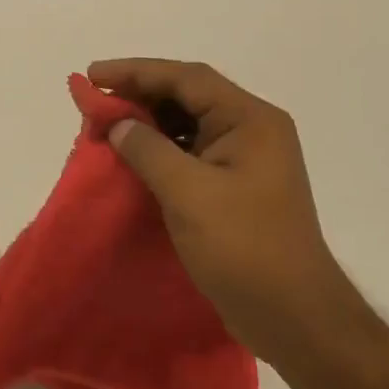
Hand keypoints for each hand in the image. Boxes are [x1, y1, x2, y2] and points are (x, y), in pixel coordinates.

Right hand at [88, 59, 358, 365]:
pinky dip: (158, 149)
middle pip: (187, 95)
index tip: (93, 76)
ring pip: (186, 123)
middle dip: (139, 95)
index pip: (186, 78)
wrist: (294, 318)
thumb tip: (118, 124)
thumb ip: (148, 150)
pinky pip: (189, 151)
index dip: (136, 71)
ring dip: (146, 122)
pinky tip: (132, 158)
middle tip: (94, 102)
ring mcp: (244, 159)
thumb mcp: (189, 193)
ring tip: (107, 126)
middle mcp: (251, 130)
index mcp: (250, 120)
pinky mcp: (234, 186)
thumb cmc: (244, 248)